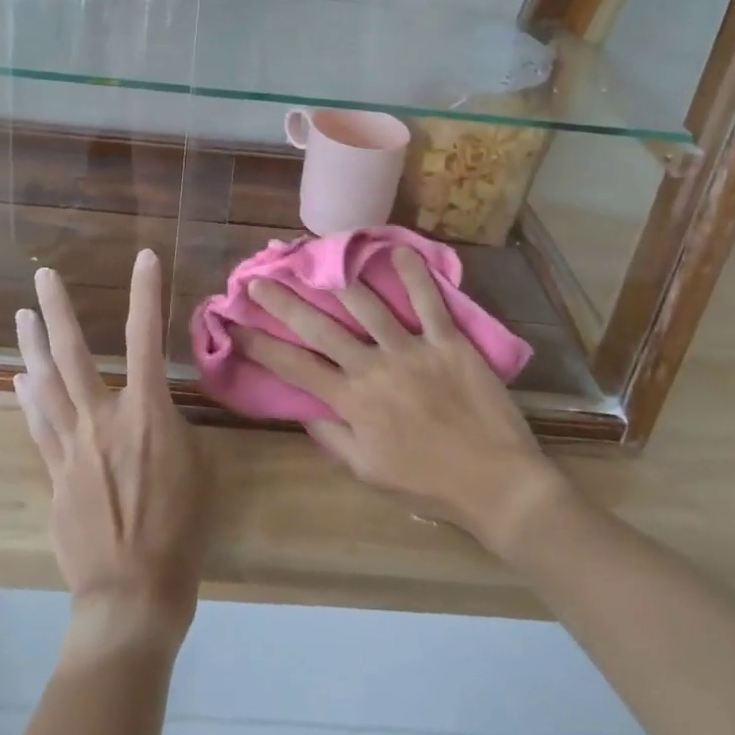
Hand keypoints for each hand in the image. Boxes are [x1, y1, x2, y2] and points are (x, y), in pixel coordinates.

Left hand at [14, 251, 213, 657]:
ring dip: (32, 345)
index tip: (145, 256)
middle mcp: (102, 419)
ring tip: (21, 314)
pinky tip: (20, 378)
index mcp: (147, 413)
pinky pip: (37, 424)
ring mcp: (71, 446)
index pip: (146, 338)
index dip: (146, 293)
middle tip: (43, 275)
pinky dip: (28, 397)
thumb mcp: (198, 468)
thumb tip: (155, 415)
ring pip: (44, 384)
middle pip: (72, 354)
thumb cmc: (180, 531)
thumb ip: (174, 430)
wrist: (131, 595)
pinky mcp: (55, 474)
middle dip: (57, 309)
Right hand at [240, 247, 562, 554]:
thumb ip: (332, 438)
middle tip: (259, 280)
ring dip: (337, 277)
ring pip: (366, 305)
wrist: (497, 486)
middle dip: (283, 302)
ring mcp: (411, 351)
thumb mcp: (368, 473)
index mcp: (352, 404)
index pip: (295, 367)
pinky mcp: (447, 341)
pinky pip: (428, 301)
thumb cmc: (429, 484)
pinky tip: (395, 249)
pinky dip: (413, 273)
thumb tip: (302, 407)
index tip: (236, 324)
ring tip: (315, 255)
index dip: (261, 344)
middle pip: (319, 328)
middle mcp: (373, 369)